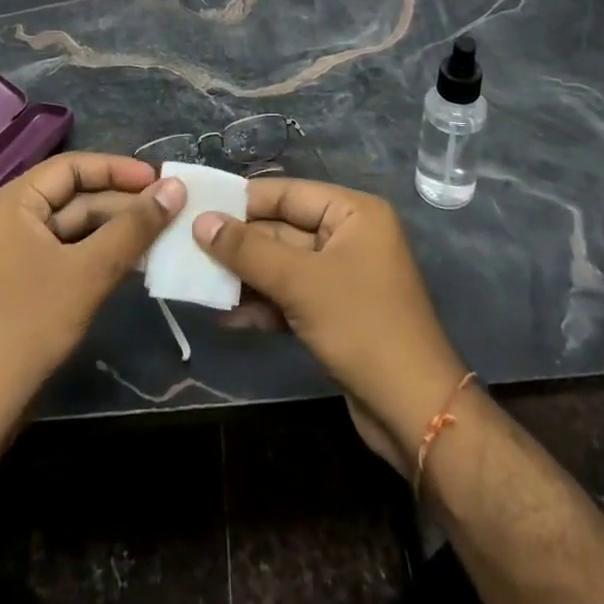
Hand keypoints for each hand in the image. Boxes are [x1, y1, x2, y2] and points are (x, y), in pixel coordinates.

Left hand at [0, 152, 183, 432]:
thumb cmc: (31, 326)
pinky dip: (97, 251)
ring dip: (114, 228)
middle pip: (73, 195)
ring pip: (72, 225)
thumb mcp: (90, 271)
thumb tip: (175, 187)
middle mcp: (8, 217)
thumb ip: (134, 227)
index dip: (118, 169)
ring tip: (160, 232)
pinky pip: (64, 250)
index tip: (159, 179)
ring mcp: (11, 251)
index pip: (71, 167)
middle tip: (168, 208)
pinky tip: (132, 259)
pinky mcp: (20, 280)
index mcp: (11, 202)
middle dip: (121, 202)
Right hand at [195, 180, 466, 479]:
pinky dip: (262, 305)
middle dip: (239, 243)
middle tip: (188, 247)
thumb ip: (248, 250)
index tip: (198, 205)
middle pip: (282, 229)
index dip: (242, 200)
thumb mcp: (300, 282)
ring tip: (198, 281)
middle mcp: (349, 236)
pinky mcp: (335, 313)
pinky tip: (226, 317)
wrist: (414, 411)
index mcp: (353, 212)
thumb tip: (201, 222)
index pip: (288, 193)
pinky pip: (291, 296)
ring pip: (283, 265)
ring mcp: (342, 276)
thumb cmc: (362, 327)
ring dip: (245, 277)